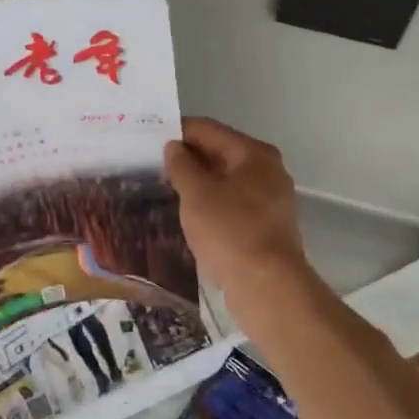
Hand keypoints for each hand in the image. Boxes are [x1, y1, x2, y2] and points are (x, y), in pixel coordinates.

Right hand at [164, 117, 319, 334]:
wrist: (268, 288)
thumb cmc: (230, 232)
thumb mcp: (196, 194)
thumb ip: (181, 164)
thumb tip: (174, 147)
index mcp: (253, 153)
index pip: (207, 130)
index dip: (176, 132)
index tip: (148, 140)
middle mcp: (267, 170)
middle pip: (219, 152)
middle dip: (187, 158)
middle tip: (152, 166)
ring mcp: (270, 199)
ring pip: (225, 179)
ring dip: (197, 182)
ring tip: (165, 189)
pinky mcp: (267, 225)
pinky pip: (232, 202)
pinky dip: (211, 203)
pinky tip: (189, 213)